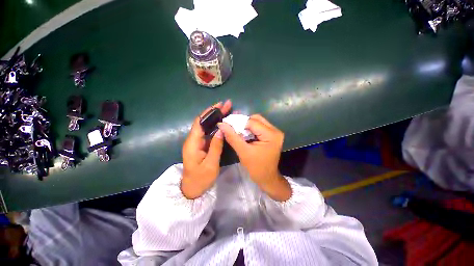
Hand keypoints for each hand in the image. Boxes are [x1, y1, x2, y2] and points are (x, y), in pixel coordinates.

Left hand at [181, 100, 231, 198]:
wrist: (192, 189)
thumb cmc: (201, 179)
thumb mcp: (210, 164)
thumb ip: (215, 146)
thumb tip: (221, 130)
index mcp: (192, 143)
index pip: (199, 122)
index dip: (209, 112)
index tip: (220, 105)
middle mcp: (193, 140)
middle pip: (204, 122)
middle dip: (215, 112)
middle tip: (227, 105)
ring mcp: (197, 142)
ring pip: (207, 126)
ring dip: (216, 118)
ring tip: (228, 111)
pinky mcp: (202, 145)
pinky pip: (209, 133)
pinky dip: (217, 126)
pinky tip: (224, 123)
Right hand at [218, 114, 290, 200]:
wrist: (267, 178)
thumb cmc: (256, 168)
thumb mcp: (243, 152)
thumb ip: (232, 137)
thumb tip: (222, 124)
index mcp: (271, 135)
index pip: (252, 122)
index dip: (238, 122)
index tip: (226, 124)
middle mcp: (275, 131)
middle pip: (256, 119)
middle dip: (243, 122)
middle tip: (232, 127)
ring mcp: (274, 132)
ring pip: (257, 122)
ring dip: (246, 125)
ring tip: (236, 130)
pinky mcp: (271, 135)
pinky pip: (259, 127)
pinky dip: (250, 129)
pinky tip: (243, 133)